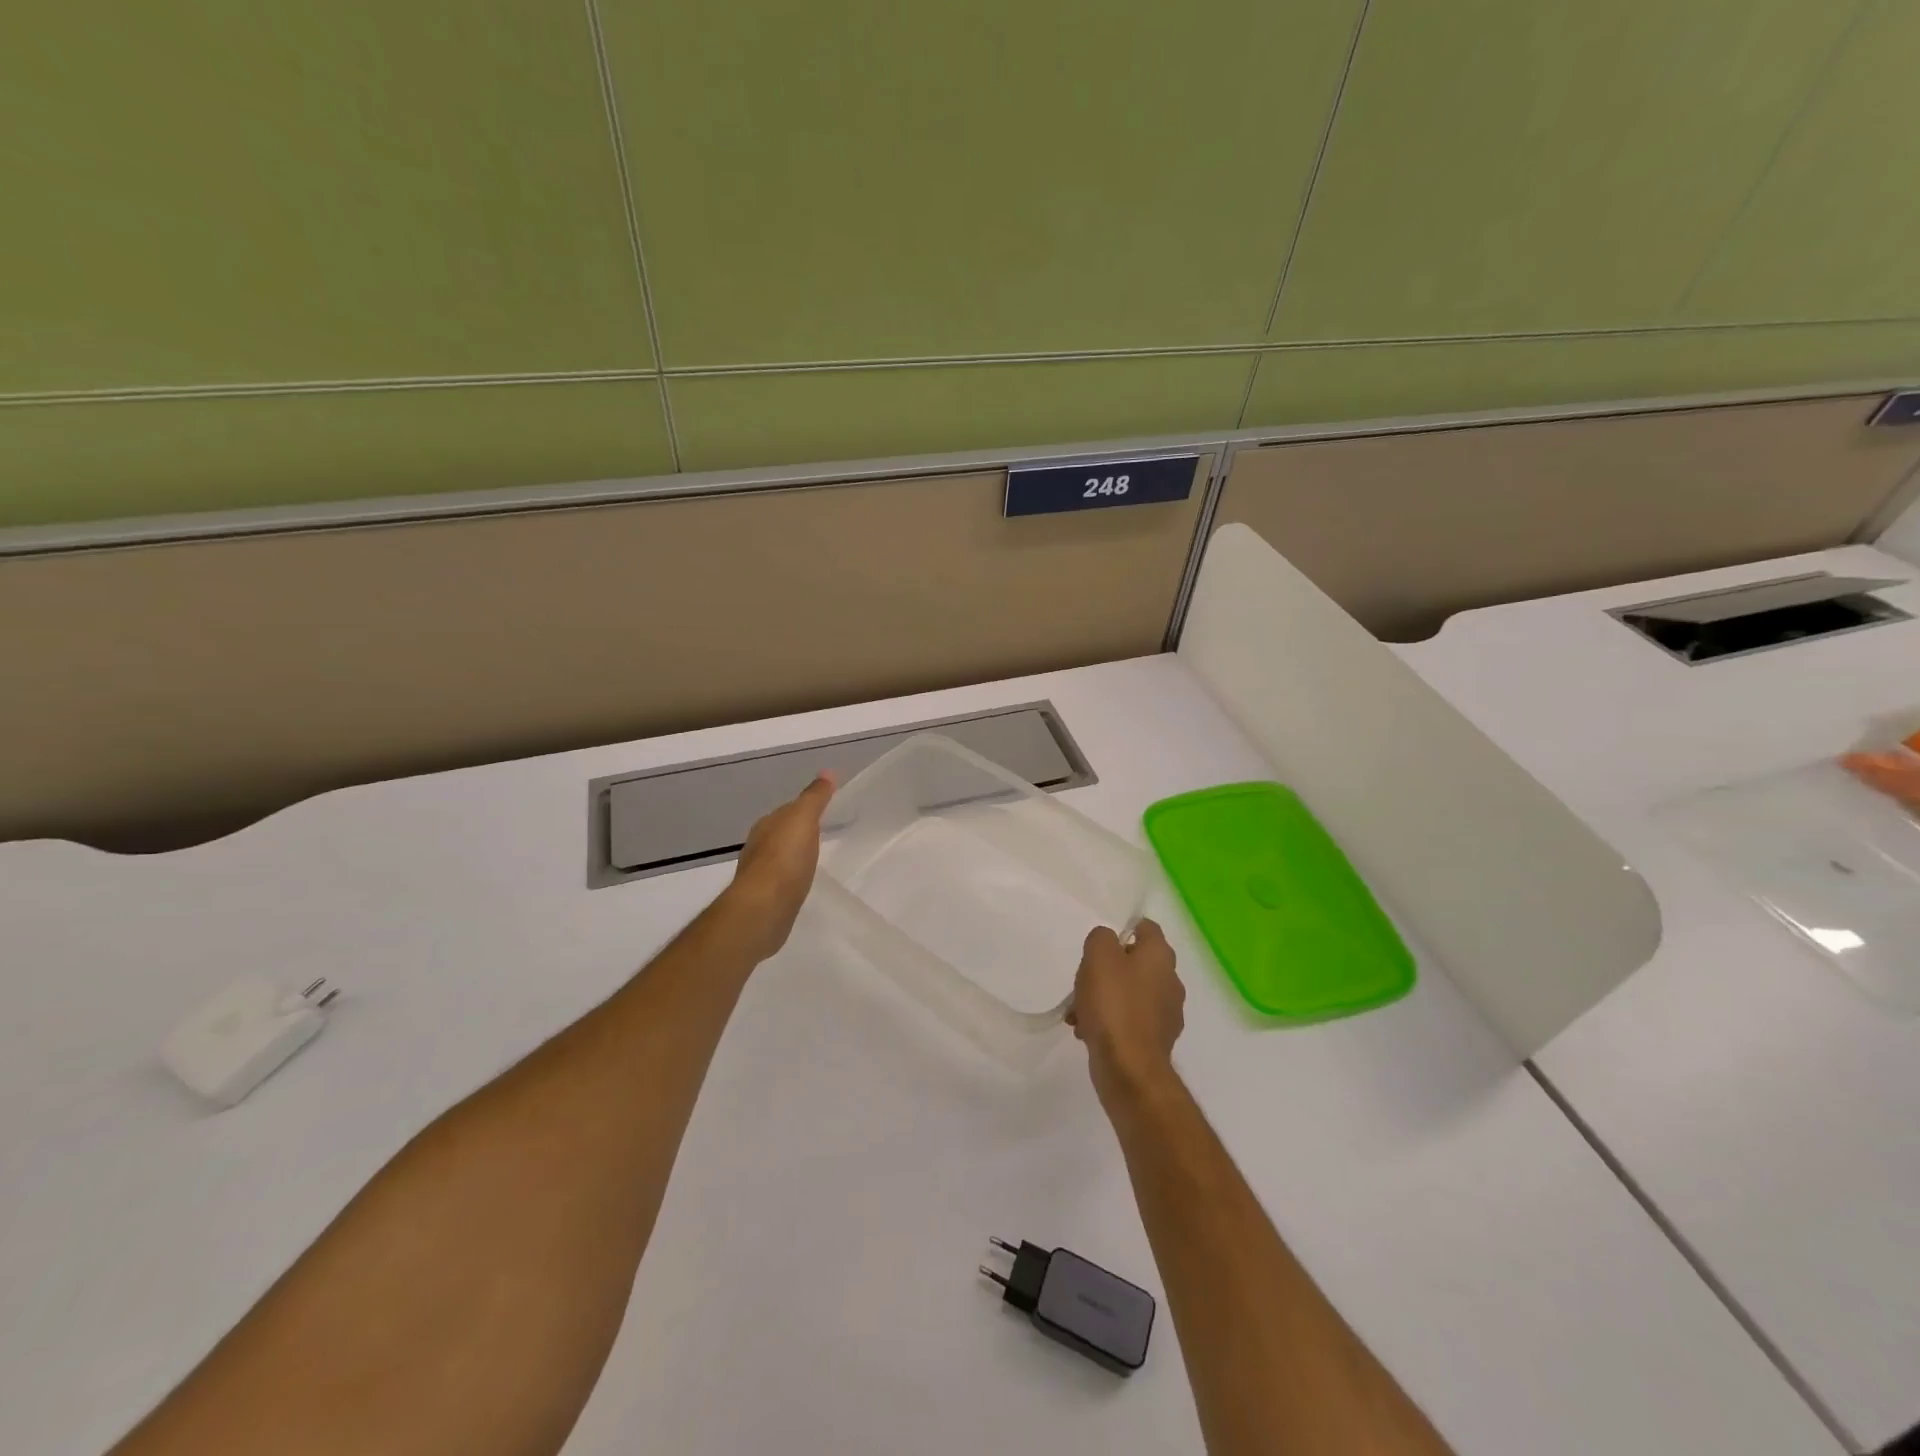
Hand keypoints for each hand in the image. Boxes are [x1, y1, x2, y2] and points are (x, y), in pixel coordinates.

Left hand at [722, 774, 835, 961]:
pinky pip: (782, 880)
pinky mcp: (766, 898)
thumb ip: (814, 797)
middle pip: (781, 833)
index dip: (804, 808)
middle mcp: (758, 846)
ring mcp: (760, 874)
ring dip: (793, 855)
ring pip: (780, 857)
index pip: (787, 810)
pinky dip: (791, 877)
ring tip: (813, 858)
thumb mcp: (803, 819)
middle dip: (797, 832)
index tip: (823, 810)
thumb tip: (827, 772)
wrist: (764, 906)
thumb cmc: (785, 858)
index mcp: (767, 825)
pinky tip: (801, 882)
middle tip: (821, 833)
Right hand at [1066, 919, 1184, 1109]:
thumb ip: (1101, 938)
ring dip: (1103, 998)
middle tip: (1084, 980)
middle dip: (1106, 970)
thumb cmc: (1114, 1004)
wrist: (1129, 1067)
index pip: (1146, 928)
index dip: (1124, 929)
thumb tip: (1107, 942)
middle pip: (1135, 963)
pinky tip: (1086, 1031)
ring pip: (1129, 994)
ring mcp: (1166, 1013)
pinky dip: (1109, 1022)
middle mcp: (1170, 981)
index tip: (1101, 942)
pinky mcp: (1156, 1040)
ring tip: (1077, 1012)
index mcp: (1160, 956)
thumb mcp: (1099, 957)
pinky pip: (1129, 1021)